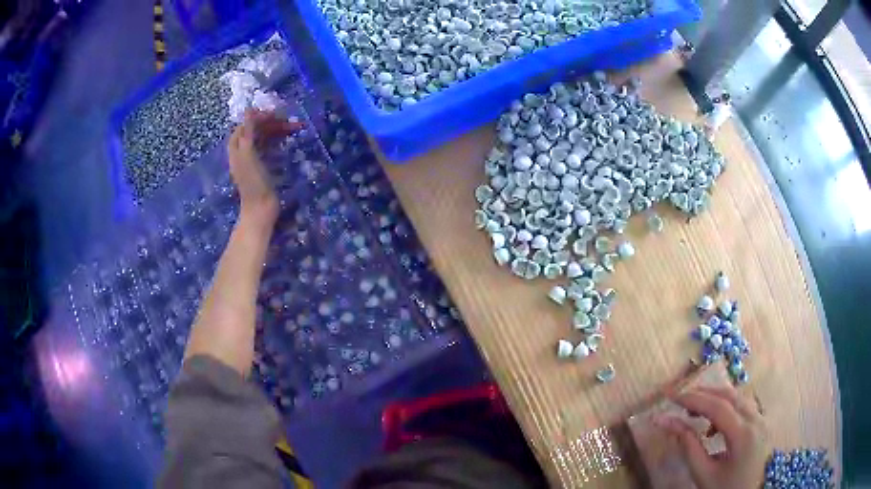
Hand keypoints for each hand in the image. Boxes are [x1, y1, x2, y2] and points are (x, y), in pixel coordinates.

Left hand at [227, 109, 299, 223]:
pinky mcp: (263, 168)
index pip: (246, 125)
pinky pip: (269, 148)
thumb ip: (248, 132)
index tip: (276, 114)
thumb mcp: (249, 154)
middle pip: (256, 131)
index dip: (259, 117)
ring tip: (296, 128)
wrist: (260, 210)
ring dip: (278, 131)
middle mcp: (243, 152)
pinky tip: (288, 140)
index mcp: (237, 148)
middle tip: (290, 121)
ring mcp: (253, 160)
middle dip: (272, 123)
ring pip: (265, 138)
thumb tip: (249, 110)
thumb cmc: (254, 182)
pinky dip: (278, 141)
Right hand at [659, 385, 768, 488]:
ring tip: (692, 409)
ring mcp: (760, 419)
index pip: (717, 406)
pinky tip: (712, 425)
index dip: (693, 399)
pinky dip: (724, 407)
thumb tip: (667, 422)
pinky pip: (742, 406)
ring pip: (736, 397)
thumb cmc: (726, 488)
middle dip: (702, 393)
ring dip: (713, 398)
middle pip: (728, 395)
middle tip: (679, 398)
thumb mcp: (704, 475)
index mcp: (743, 434)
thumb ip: (688, 447)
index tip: (670, 396)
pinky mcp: (760, 423)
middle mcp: (755, 419)